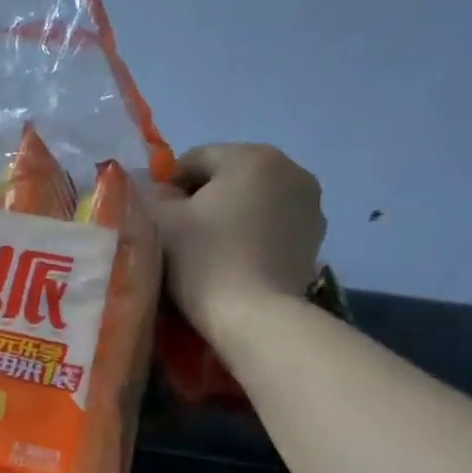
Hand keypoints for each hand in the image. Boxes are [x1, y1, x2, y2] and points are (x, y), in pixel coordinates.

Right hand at [154, 143, 326, 332]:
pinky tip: (237, 257)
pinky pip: (274, 221)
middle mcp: (289, 169)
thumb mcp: (159, 219)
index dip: (169, 187)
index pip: (195, 159)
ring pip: (254, 197)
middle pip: (228, 174)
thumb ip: (156, 195)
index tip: (161, 220)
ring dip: (231, 213)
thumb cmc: (202, 259)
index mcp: (250, 156)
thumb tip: (168, 196)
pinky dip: (254, 231)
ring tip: (212, 248)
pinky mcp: (316, 236)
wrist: (254, 316)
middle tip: (183, 234)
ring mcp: (310, 203)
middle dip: (204, 197)